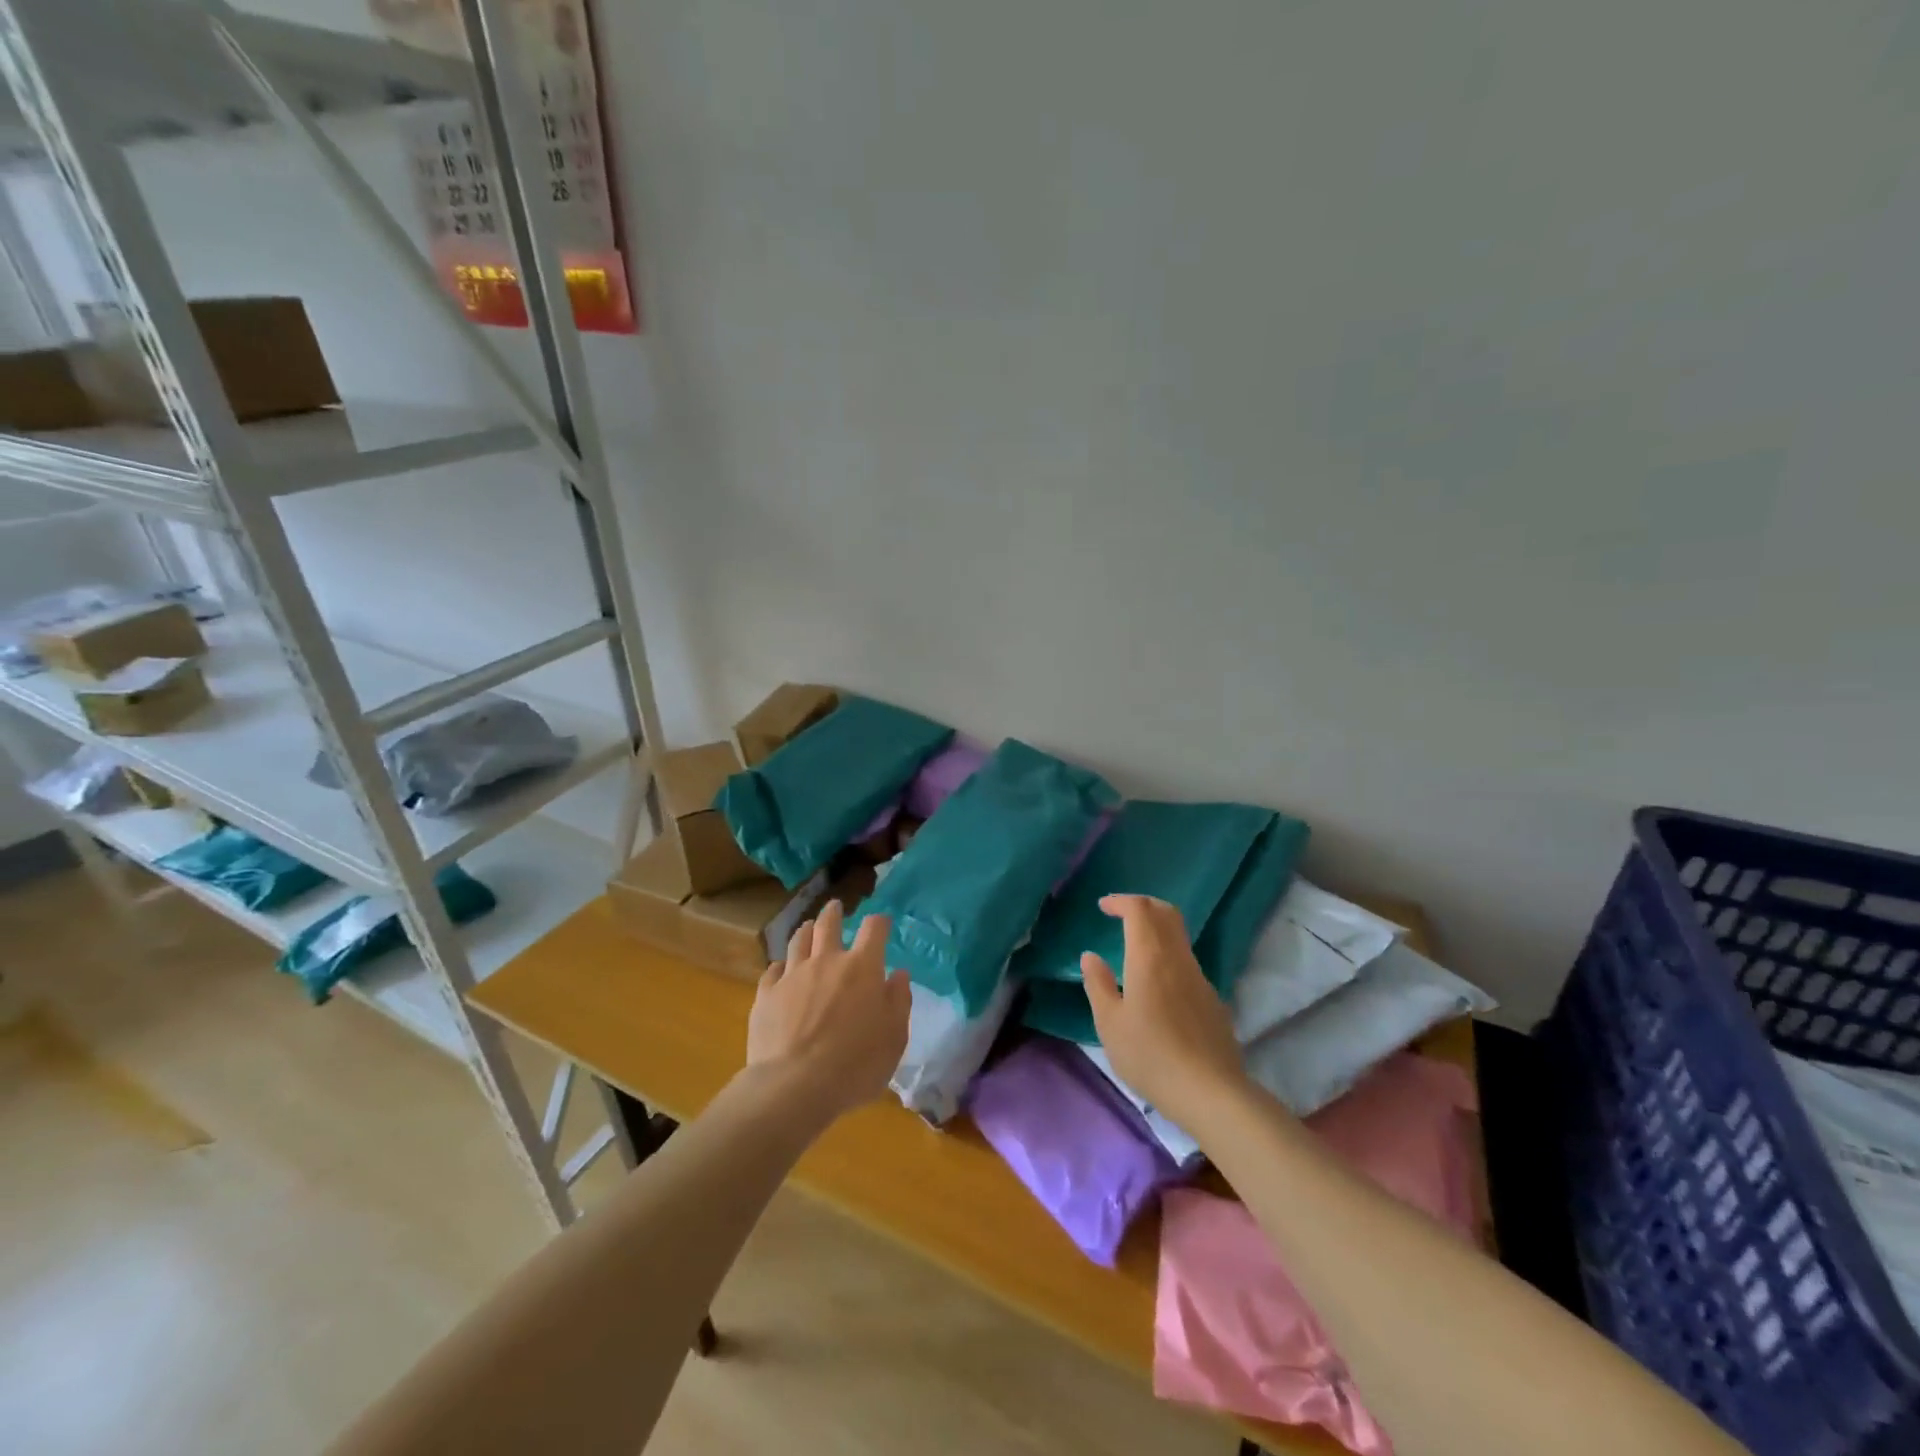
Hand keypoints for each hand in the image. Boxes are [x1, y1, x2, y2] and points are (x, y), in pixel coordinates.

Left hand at [746, 898, 910, 1123]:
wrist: (795, 1085)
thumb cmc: (855, 1063)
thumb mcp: (894, 1037)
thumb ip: (898, 1001)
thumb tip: (898, 974)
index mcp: (862, 967)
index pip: (874, 929)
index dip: (880, 922)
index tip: (883, 923)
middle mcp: (826, 961)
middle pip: (828, 924)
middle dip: (834, 913)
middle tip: (836, 906)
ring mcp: (793, 975)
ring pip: (798, 941)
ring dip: (806, 931)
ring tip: (808, 927)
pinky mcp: (766, 995)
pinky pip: (773, 971)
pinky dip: (780, 967)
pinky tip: (780, 970)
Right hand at [1081, 894, 1246, 1130]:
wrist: (1210, 1091)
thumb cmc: (1150, 1055)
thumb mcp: (1109, 1023)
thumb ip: (1098, 984)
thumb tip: (1091, 956)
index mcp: (1149, 957)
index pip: (1139, 909)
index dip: (1121, 901)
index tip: (1104, 907)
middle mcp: (1178, 958)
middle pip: (1166, 913)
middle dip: (1143, 905)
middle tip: (1122, 914)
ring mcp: (1200, 978)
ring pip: (1179, 937)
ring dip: (1157, 930)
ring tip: (1135, 950)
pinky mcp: (1212, 999)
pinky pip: (1187, 963)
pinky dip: (1169, 956)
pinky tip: (1157, 986)